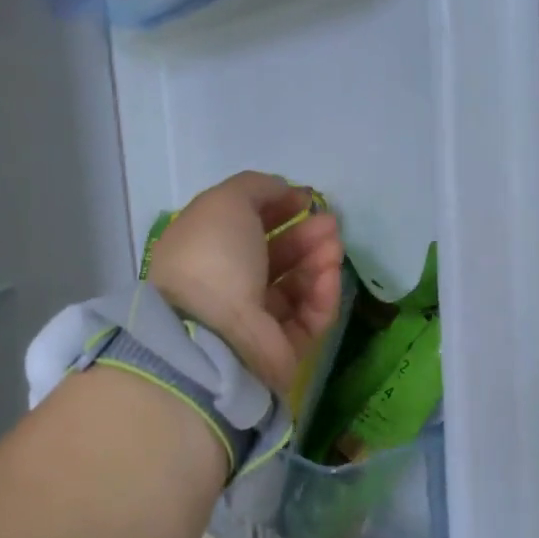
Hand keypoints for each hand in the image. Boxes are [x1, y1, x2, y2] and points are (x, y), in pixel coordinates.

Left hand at [149, 173, 344, 393]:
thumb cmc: (213, 257)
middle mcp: (227, 288)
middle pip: (274, 257)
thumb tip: (281, 190)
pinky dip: (322, 294)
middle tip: (330, 223)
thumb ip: (255, 187)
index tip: (306, 199)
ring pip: (296, 287)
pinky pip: (309, 317)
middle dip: (305, 235)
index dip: (276, 209)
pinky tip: (330, 273)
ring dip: (318, 261)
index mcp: (204, 253)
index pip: (244, 228)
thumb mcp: (226, 202)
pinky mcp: (281, 350)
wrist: (213, 333)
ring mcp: (254, 322)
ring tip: (334, 245)